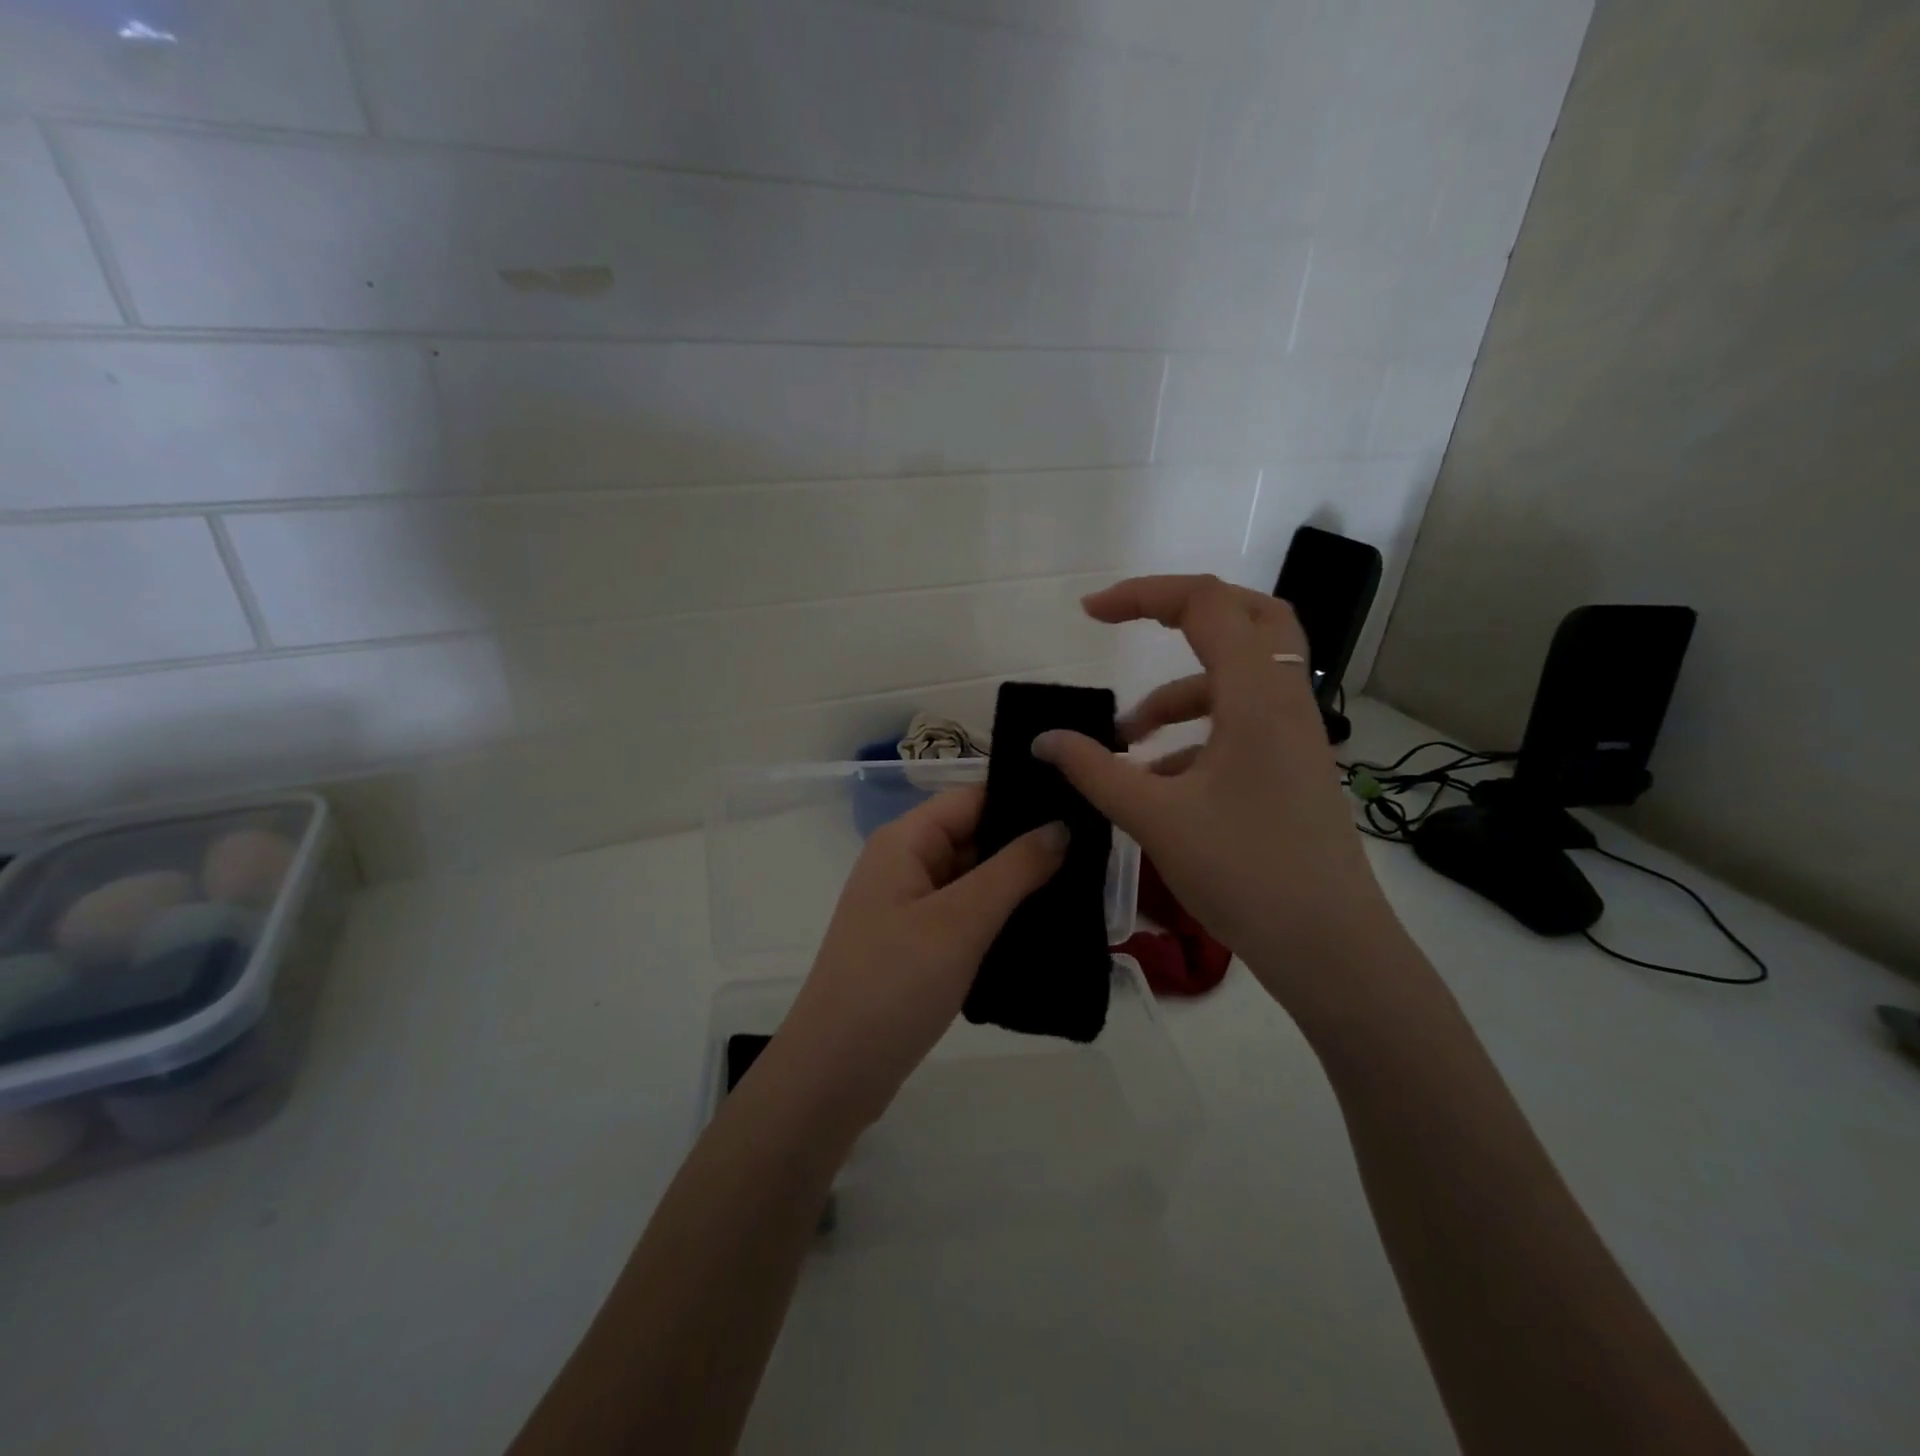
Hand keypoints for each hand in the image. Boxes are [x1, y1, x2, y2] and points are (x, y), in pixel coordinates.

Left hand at [770, 787, 1067, 1129]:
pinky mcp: (918, 946)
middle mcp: (905, 865)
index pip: (972, 798)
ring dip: (1019, 886)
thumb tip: (1061, 825)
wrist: (836, 1074)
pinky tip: (1047, 929)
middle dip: (1028, 846)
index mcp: (905, 841)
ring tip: (1085, 889)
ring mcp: (910, 908)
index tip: (1080, 806)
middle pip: (974, 837)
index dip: (1022, 800)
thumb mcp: (961, 920)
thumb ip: (1015, 869)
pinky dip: (1001, 919)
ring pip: (975, 880)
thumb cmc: (895, 983)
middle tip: (1096, 855)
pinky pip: (967, 917)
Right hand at [1033, 575, 1404, 1018]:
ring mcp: (1296, 735)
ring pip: (1241, 677)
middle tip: (1133, 625)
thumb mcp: (1155, 818)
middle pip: (1248, 616)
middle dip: (1184, 614)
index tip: (1089, 613)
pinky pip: (1243, 723)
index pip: (1207, 604)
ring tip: (1126, 737)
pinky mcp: (1294, 767)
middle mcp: (1285, 701)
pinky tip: (1159, 780)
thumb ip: (1095, 771)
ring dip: (1180, 691)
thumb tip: (1044, 740)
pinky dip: (1197, 733)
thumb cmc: (1245, 873)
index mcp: (1256, 697)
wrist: (1329, 947)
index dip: (1143, 594)